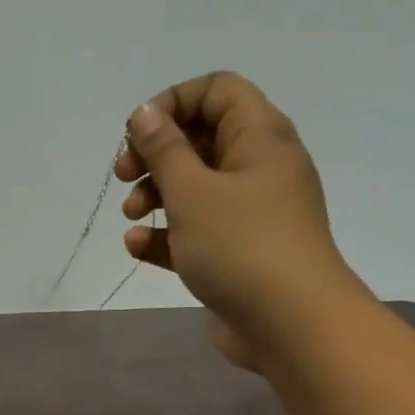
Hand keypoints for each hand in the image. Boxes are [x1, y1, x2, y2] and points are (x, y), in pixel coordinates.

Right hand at [114, 71, 371, 368]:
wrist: (290, 323)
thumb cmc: (241, 245)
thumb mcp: (192, 191)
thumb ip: (164, 149)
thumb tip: (145, 113)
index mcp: (259, 138)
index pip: (217, 91)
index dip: (173, 102)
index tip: (138, 133)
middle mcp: (257, 168)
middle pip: (199, 139)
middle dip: (155, 154)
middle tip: (124, 175)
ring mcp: (248, 213)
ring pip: (193, 187)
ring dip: (155, 195)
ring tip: (131, 216)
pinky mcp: (234, 252)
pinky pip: (194, 230)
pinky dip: (164, 234)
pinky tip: (137, 247)